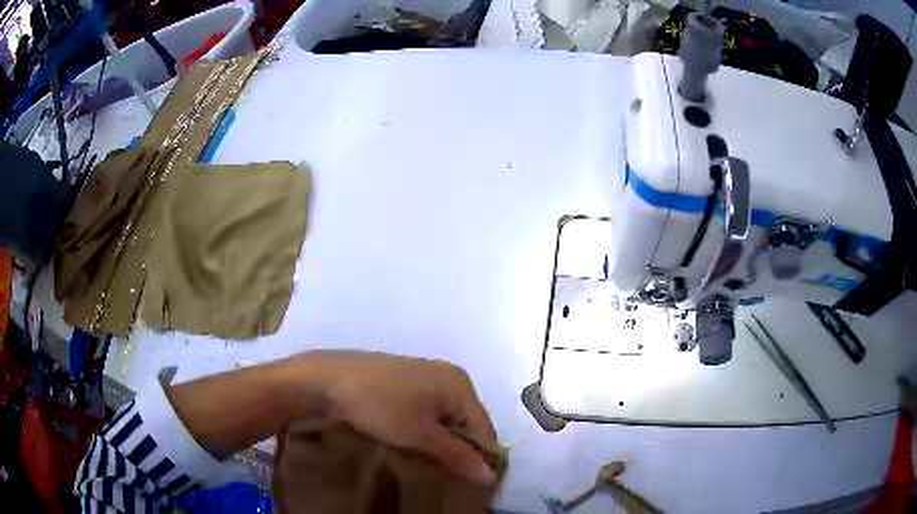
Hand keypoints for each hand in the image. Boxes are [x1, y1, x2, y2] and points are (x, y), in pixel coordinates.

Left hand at [316, 352, 497, 485]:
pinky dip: (423, 433)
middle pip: (465, 424)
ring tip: (422, 462)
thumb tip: (490, 475)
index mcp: (460, 384)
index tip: (468, 484)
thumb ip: (458, 455)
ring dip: (438, 444)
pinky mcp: (406, 384)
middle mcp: (448, 377)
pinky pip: (427, 414)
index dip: (479, 458)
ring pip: (444, 422)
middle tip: (440, 473)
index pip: (483, 429)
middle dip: (455, 451)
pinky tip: (408, 445)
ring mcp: (426, 378)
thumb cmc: (380, 405)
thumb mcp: (420, 435)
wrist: (328, 380)